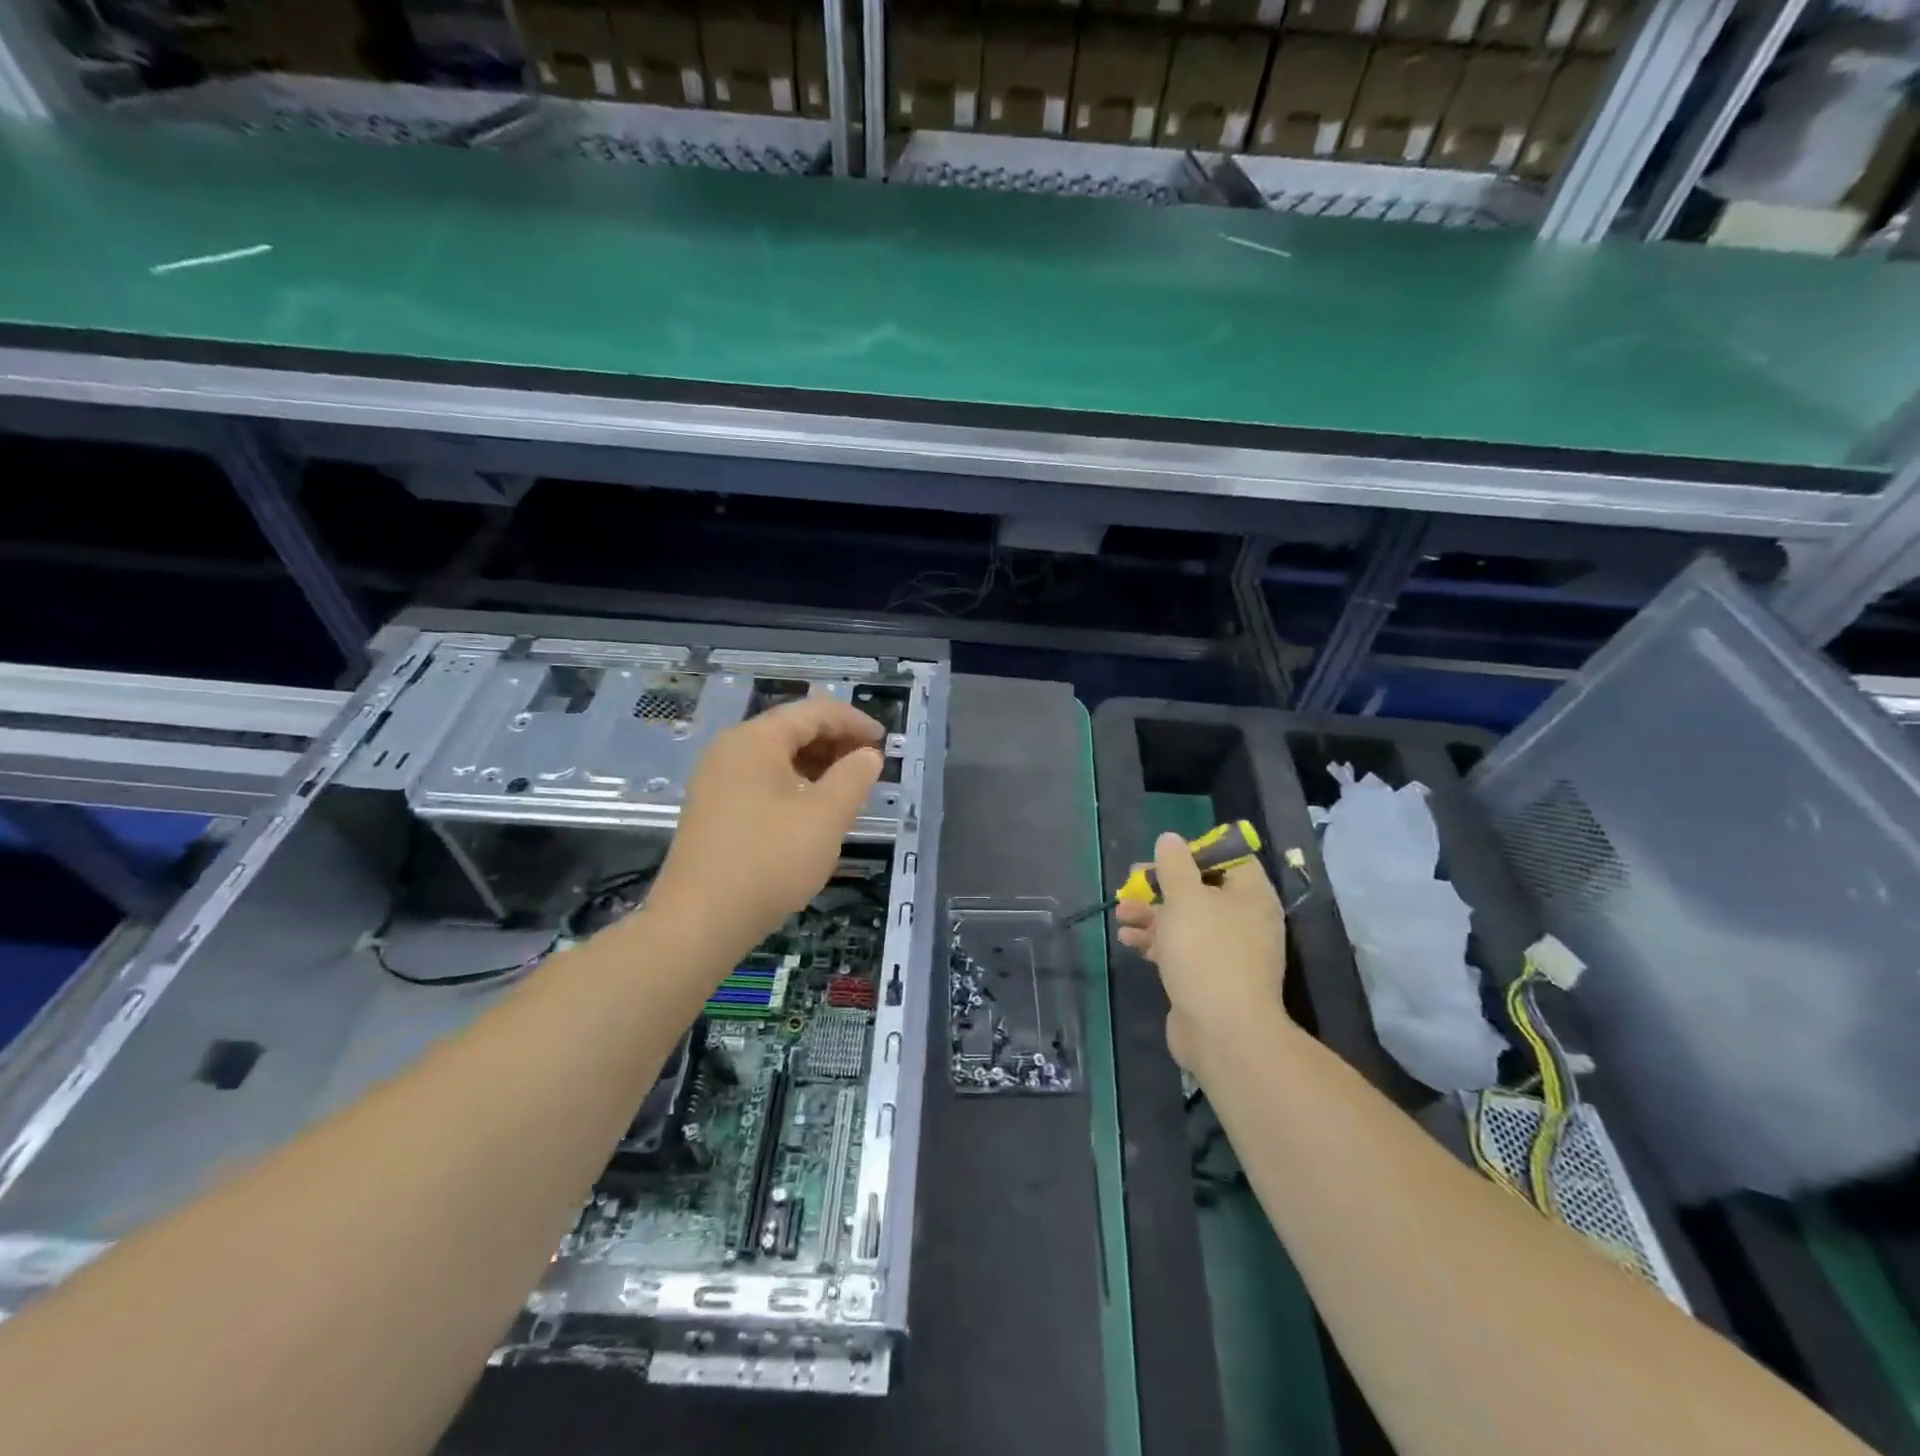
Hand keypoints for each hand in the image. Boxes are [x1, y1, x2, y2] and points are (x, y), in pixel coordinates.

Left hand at [649, 697, 882, 959]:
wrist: (699, 922)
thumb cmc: (769, 861)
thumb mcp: (825, 817)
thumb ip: (853, 777)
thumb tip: (868, 755)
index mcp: (756, 740)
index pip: (814, 712)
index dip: (854, 722)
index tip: (885, 743)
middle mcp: (730, 750)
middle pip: (792, 729)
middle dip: (836, 742)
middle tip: (870, 766)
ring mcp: (716, 780)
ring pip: (777, 757)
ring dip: (817, 765)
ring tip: (848, 789)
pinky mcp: (713, 809)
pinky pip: (761, 781)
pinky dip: (794, 785)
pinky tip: (812, 812)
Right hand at [1115, 832, 1287, 1070]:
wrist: (1224, 1034)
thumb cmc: (1207, 954)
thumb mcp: (1185, 899)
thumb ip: (1174, 865)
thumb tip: (1170, 839)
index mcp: (1250, 895)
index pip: (1228, 858)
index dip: (1195, 852)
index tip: (1163, 856)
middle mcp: (1244, 919)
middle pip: (1201, 889)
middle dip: (1162, 885)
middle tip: (1132, 881)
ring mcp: (1227, 951)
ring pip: (1186, 920)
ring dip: (1151, 913)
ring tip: (1121, 913)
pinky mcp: (1209, 977)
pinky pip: (1181, 948)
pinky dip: (1156, 941)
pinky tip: (1128, 941)